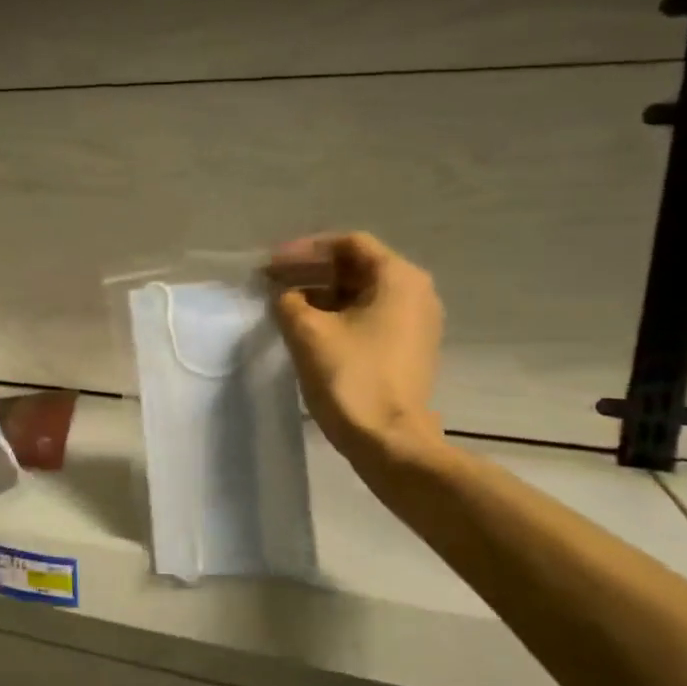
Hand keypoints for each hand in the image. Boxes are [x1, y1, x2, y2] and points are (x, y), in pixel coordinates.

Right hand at [268, 233, 444, 471]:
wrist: (388, 441)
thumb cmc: (350, 378)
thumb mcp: (307, 332)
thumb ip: (288, 301)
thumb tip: (285, 296)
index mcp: (398, 278)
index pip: (348, 244)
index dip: (304, 250)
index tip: (271, 264)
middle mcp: (415, 293)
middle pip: (356, 267)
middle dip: (311, 271)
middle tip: (272, 282)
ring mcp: (415, 323)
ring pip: (361, 294)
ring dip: (320, 294)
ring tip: (283, 305)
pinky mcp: (407, 349)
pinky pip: (368, 317)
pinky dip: (336, 315)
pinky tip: (306, 327)